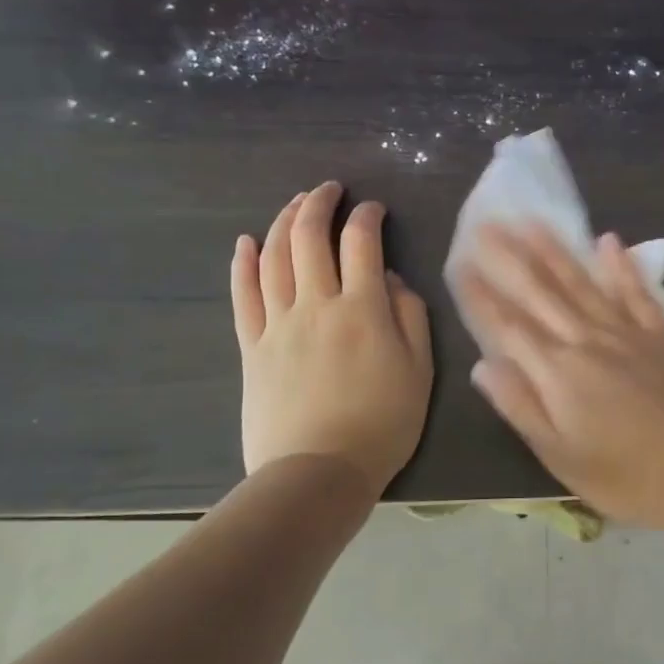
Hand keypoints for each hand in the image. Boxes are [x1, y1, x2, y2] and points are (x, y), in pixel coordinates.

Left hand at [230, 182, 432, 493]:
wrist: (318, 474)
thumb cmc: (382, 424)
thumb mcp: (420, 371)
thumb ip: (411, 317)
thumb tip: (392, 279)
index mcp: (363, 309)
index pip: (362, 243)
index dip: (367, 216)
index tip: (374, 208)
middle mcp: (317, 304)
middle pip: (310, 238)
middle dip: (320, 204)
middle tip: (329, 189)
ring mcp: (278, 324)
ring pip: (275, 257)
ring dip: (284, 221)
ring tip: (296, 203)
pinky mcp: (251, 347)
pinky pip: (243, 296)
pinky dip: (244, 264)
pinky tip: (247, 242)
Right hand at [454, 224, 663, 529]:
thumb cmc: (625, 476)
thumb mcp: (561, 457)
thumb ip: (521, 406)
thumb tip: (482, 365)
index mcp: (558, 372)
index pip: (508, 325)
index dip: (482, 295)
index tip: (460, 262)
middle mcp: (587, 340)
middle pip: (541, 292)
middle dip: (510, 257)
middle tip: (487, 223)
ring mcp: (627, 332)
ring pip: (582, 282)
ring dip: (555, 250)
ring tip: (532, 221)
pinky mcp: (659, 334)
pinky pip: (636, 292)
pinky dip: (621, 266)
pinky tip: (609, 240)